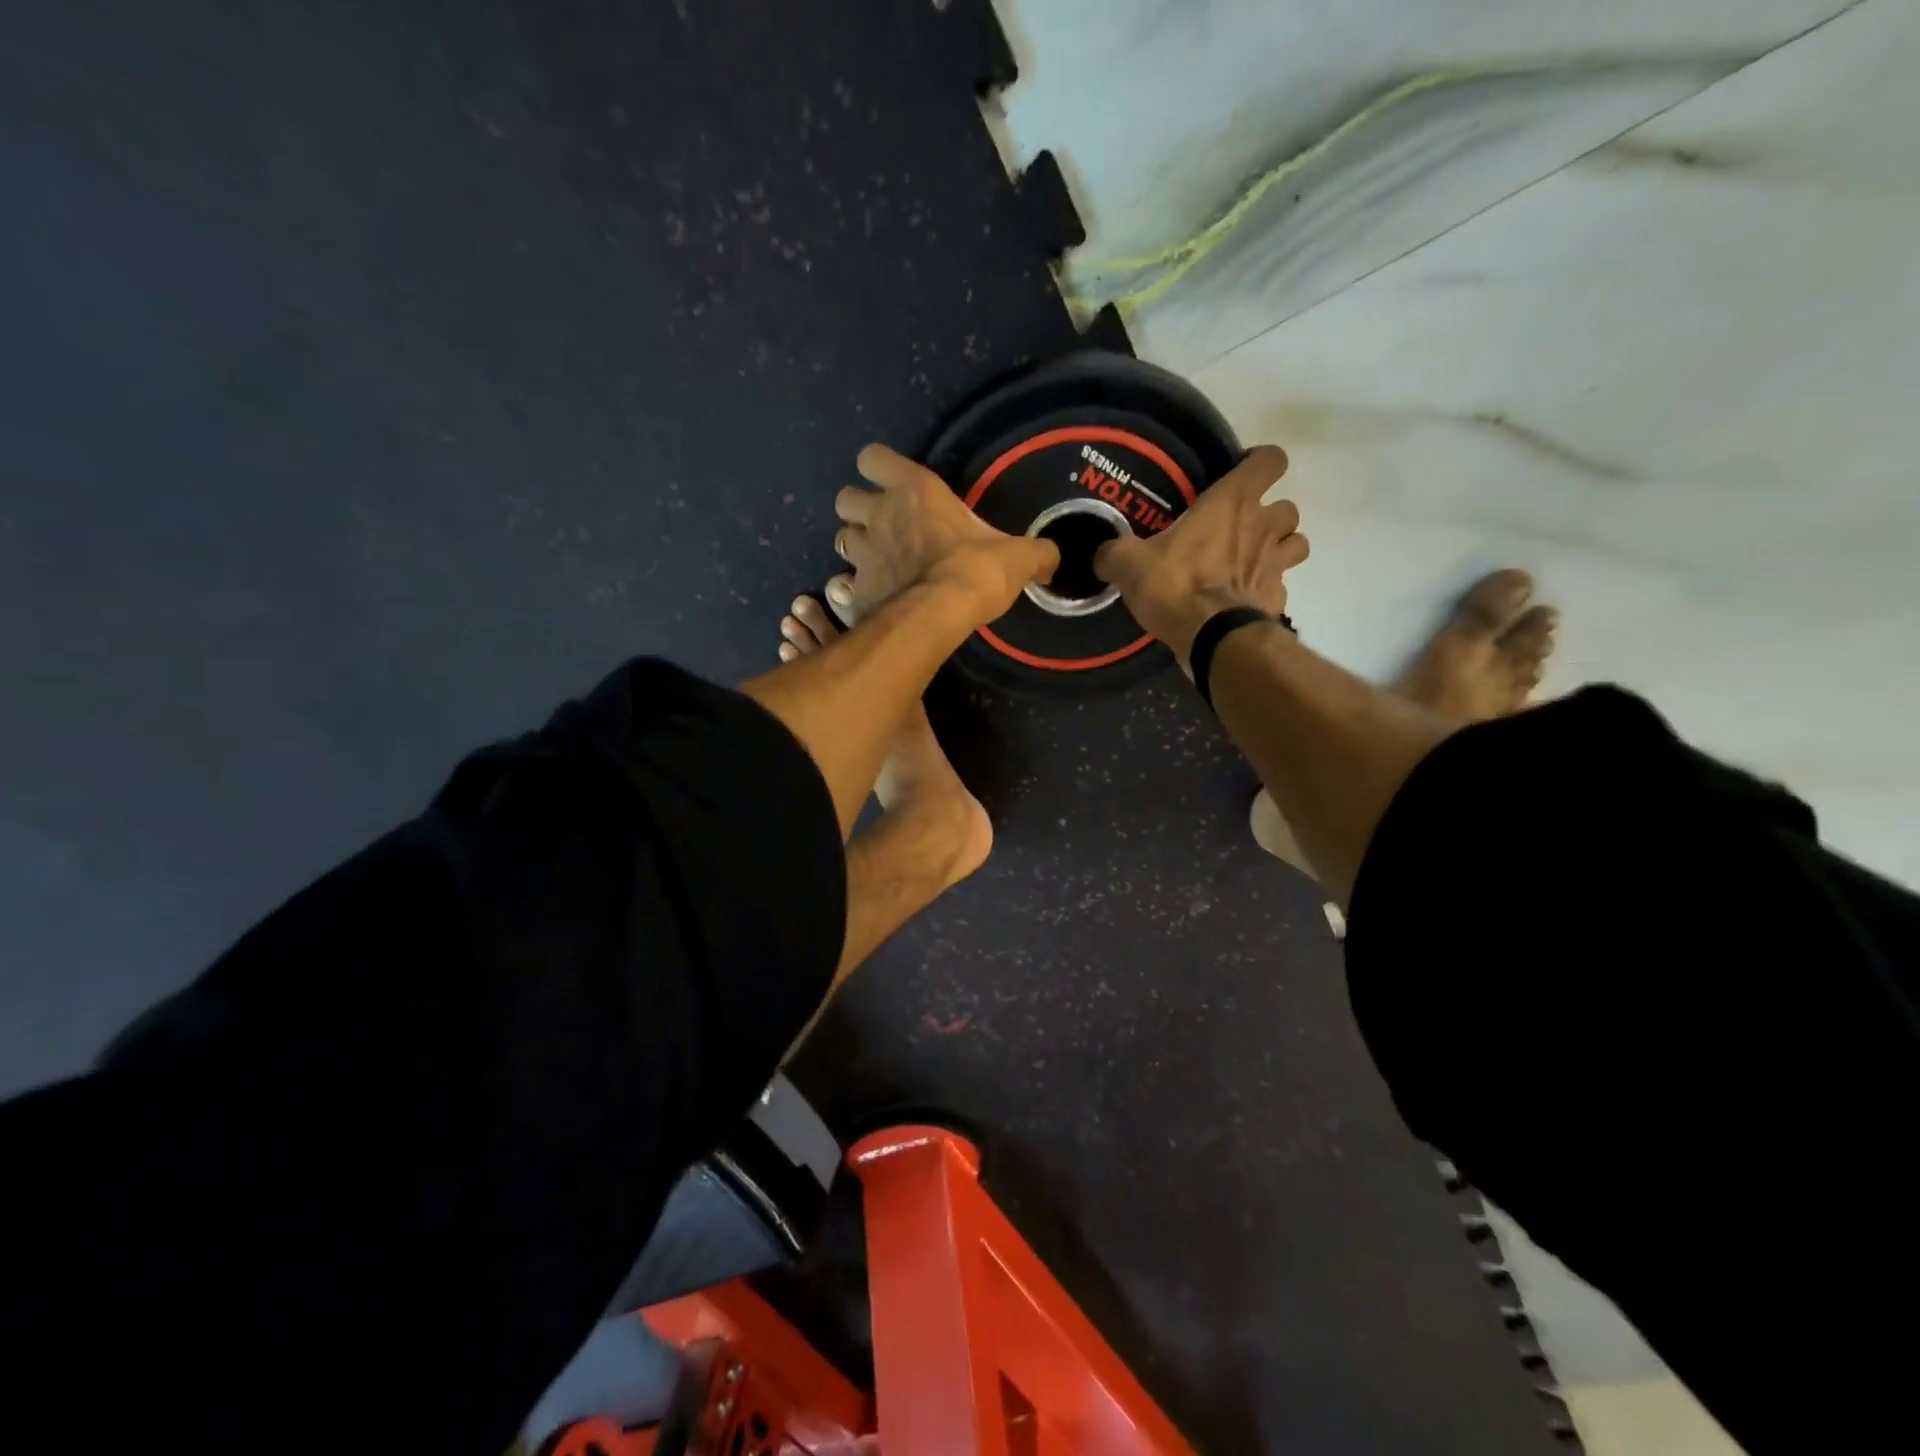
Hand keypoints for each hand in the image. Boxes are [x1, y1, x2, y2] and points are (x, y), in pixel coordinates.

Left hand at [834, 444, 1057, 619]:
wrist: (938, 616)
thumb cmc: (975, 571)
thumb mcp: (1018, 557)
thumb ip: (1036, 553)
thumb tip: (1053, 559)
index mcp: (914, 490)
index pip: (873, 458)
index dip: (879, 469)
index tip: (897, 485)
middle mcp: (879, 515)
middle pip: (846, 498)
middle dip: (860, 509)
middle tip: (885, 527)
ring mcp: (862, 554)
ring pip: (840, 538)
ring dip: (857, 546)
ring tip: (880, 562)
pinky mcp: (856, 590)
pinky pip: (843, 583)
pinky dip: (853, 588)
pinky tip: (873, 597)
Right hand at [1094, 444, 1307, 664]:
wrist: (1212, 637)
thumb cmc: (1174, 585)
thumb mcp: (1129, 564)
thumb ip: (1115, 553)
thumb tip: (1101, 555)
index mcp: (1231, 502)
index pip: (1270, 460)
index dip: (1259, 464)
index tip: (1239, 477)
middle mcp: (1263, 525)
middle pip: (1288, 506)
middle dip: (1269, 515)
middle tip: (1240, 531)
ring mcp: (1276, 563)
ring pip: (1296, 542)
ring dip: (1280, 548)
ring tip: (1251, 562)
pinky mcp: (1278, 598)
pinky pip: (1281, 585)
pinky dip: (1267, 589)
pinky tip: (1244, 599)